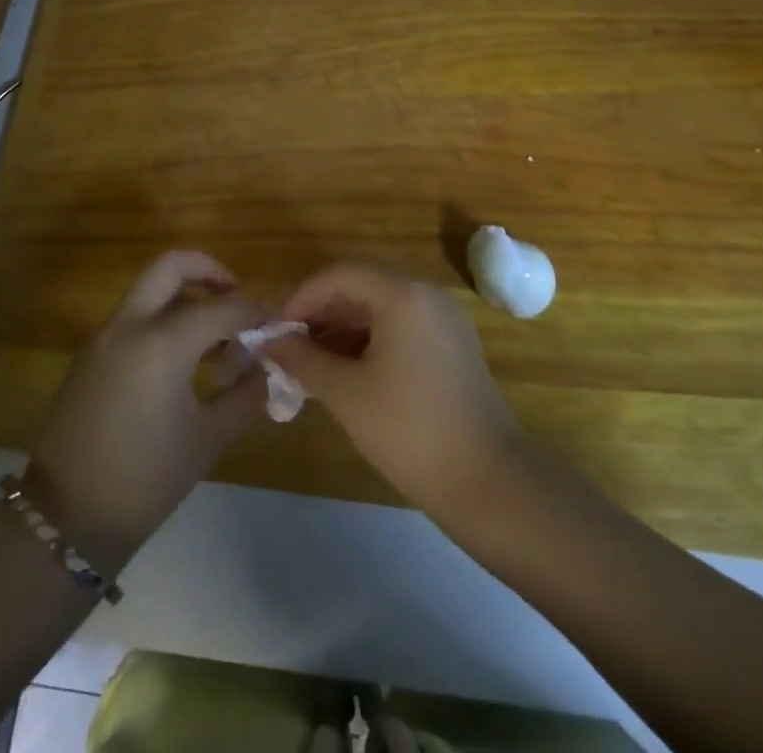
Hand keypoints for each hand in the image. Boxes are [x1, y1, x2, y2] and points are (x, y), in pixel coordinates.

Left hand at [26, 251, 267, 571]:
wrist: (64, 516)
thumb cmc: (144, 480)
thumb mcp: (206, 440)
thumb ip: (244, 397)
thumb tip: (268, 371)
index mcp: (161, 341)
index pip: (222, 307)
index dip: (256, 311)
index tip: (279, 323)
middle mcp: (129, 324)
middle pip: (171, 267)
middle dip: (210, 272)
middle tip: (237, 300)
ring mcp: (104, 335)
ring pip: (150, 290)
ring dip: (186, 298)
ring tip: (218, 340)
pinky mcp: (90, 353)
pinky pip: (133, 318)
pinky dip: (163, 320)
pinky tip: (185, 360)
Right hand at [261, 266, 524, 520]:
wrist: (490, 485)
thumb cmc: (410, 431)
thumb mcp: (346, 393)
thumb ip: (303, 360)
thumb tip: (271, 342)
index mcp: (402, 294)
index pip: (339, 276)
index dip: (301, 299)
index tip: (276, 332)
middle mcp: (426, 295)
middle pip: (360, 288)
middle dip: (321, 316)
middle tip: (290, 350)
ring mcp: (445, 321)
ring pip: (380, 310)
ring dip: (343, 331)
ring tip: (312, 367)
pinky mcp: (453, 347)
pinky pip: (401, 328)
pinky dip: (370, 343)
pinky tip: (348, 375)